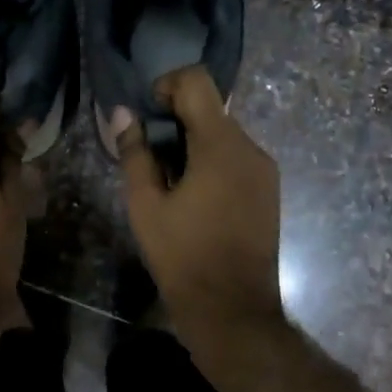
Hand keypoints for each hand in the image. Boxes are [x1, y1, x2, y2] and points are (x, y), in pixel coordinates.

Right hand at [119, 67, 282, 335]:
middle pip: (210, 108)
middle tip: (149, 156)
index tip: (147, 115)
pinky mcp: (269, 190)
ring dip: (192, 143)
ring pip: (223, 134)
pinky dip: (211, 161)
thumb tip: (123, 113)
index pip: (197, 82)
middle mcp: (250, 148)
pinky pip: (236, 157)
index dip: (166, 86)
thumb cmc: (182, 255)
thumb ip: (134, 152)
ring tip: (169, 182)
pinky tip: (194, 197)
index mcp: (220, 145)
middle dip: (175, 120)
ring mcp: (265, 169)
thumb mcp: (145, 204)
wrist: (233, 310)